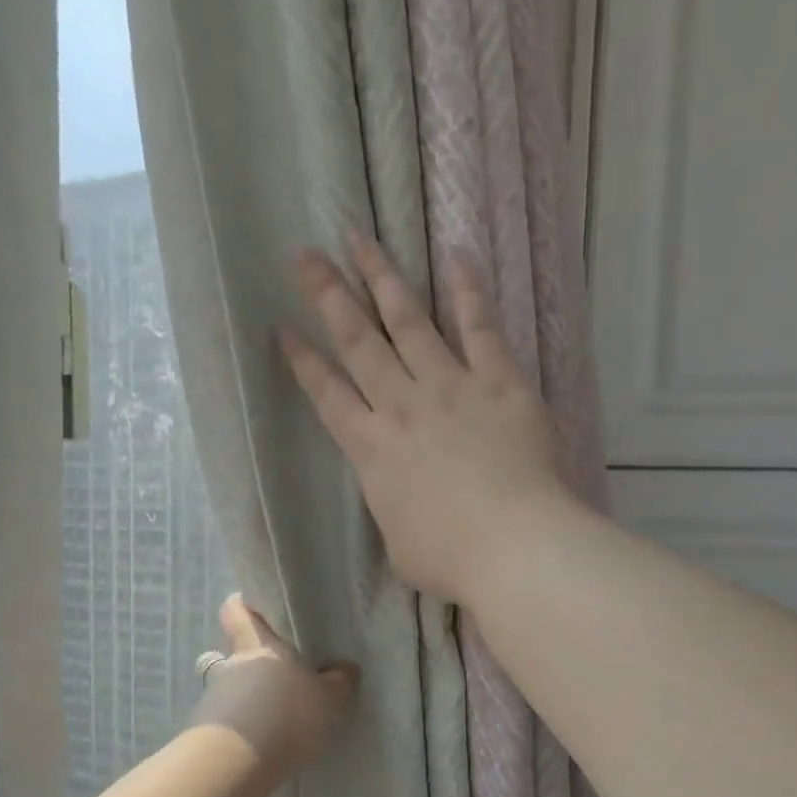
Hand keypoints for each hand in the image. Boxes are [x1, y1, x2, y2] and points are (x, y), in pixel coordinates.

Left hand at [193, 595, 357, 775]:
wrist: (235, 762)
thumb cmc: (286, 714)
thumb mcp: (328, 698)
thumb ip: (338, 682)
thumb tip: (345, 668)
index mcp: (260, 646)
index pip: (239, 612)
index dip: (243, 606)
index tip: (251, 606)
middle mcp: (231, 666)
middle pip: (236, 655)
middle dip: (255, 665)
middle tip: (281, 678)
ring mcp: (214, 700)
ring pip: (232, 690)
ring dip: (249, 700)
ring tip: (277, 721)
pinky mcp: (206, 733)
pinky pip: (229, 723)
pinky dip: (244, 731)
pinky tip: (265, 747)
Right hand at [280, 233, 575, 604]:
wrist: (512, 545)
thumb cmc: (450, 559)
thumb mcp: (400, 545)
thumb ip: (394, 510)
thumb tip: (403, 501)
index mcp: (372, 450)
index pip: (327, 395)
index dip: (303, 361)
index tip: (284, 329)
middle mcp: (403, 406)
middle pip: (358, 341)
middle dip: (328, 296)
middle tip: (306, 256)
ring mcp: (451, 387)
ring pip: (409, 320)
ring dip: (382, 277)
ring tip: (359, 238)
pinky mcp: (499, 382)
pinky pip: (479, 327)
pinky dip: (467, 290)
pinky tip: (455, 256)